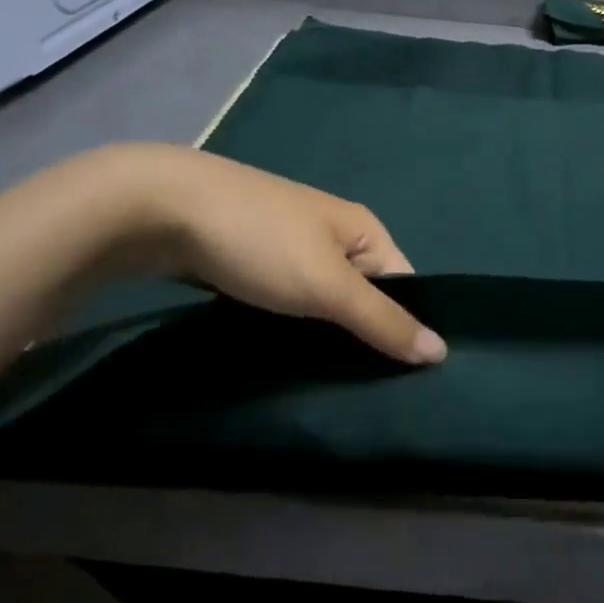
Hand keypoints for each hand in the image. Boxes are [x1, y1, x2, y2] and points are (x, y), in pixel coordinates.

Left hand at [116, 145, 444, 365]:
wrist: (162, 208)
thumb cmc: (261, 241)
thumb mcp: (328, 285)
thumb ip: (383, 320)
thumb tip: (442, 351)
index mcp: (363, 230)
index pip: (404, 285)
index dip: (406, 328)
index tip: (402, 383)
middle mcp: (333, 235)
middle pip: (363, 295)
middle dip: (361, 339)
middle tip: (360, 394)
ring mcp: (289, 246)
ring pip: (321, 302)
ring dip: (322, 337)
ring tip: (323, 386)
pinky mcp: (251, 261)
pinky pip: (285, 302)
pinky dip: (287, 329)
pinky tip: (282, 357)